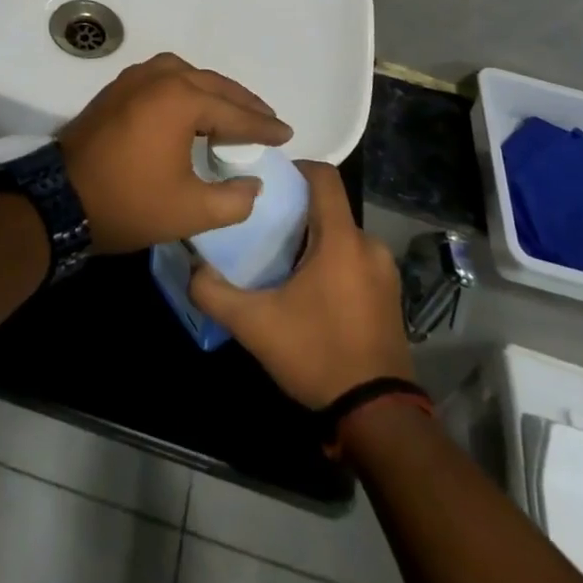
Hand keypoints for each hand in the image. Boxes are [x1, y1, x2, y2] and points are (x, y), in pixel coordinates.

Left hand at [58, 53, 290, 254]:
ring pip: (185, 75)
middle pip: (212, 84)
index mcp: (180, 99)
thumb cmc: (129, 202)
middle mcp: (158, 77)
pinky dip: (184, 89)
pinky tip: (191, 109)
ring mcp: (132, 79)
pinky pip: (162, 79)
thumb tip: (251, 184)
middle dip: (242, 103)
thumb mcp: (191, 211)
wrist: (59, 198)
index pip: (234, 112)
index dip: (262, 127)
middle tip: (266, 120)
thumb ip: (234, 199)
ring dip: (212, 91)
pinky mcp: (115, 90)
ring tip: (233, 112)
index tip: (286, 136)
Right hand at [189, 162, 411, 408]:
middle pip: (329, 208)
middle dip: (296, 211)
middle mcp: (368, 246)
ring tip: (280, 260)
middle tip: (262, 226)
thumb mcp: (255, 326)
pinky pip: (355, 260)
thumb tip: (193, 269)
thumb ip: (215, 293)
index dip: (296, 167)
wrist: (377, 415)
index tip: (267, 179)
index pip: (325, 177)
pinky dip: (331, 262)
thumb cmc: (317, 355)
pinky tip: (308, 290)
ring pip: (341, 236)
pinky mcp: (389, 295)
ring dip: (313, 240)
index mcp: (341, 240)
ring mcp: (384, 272)